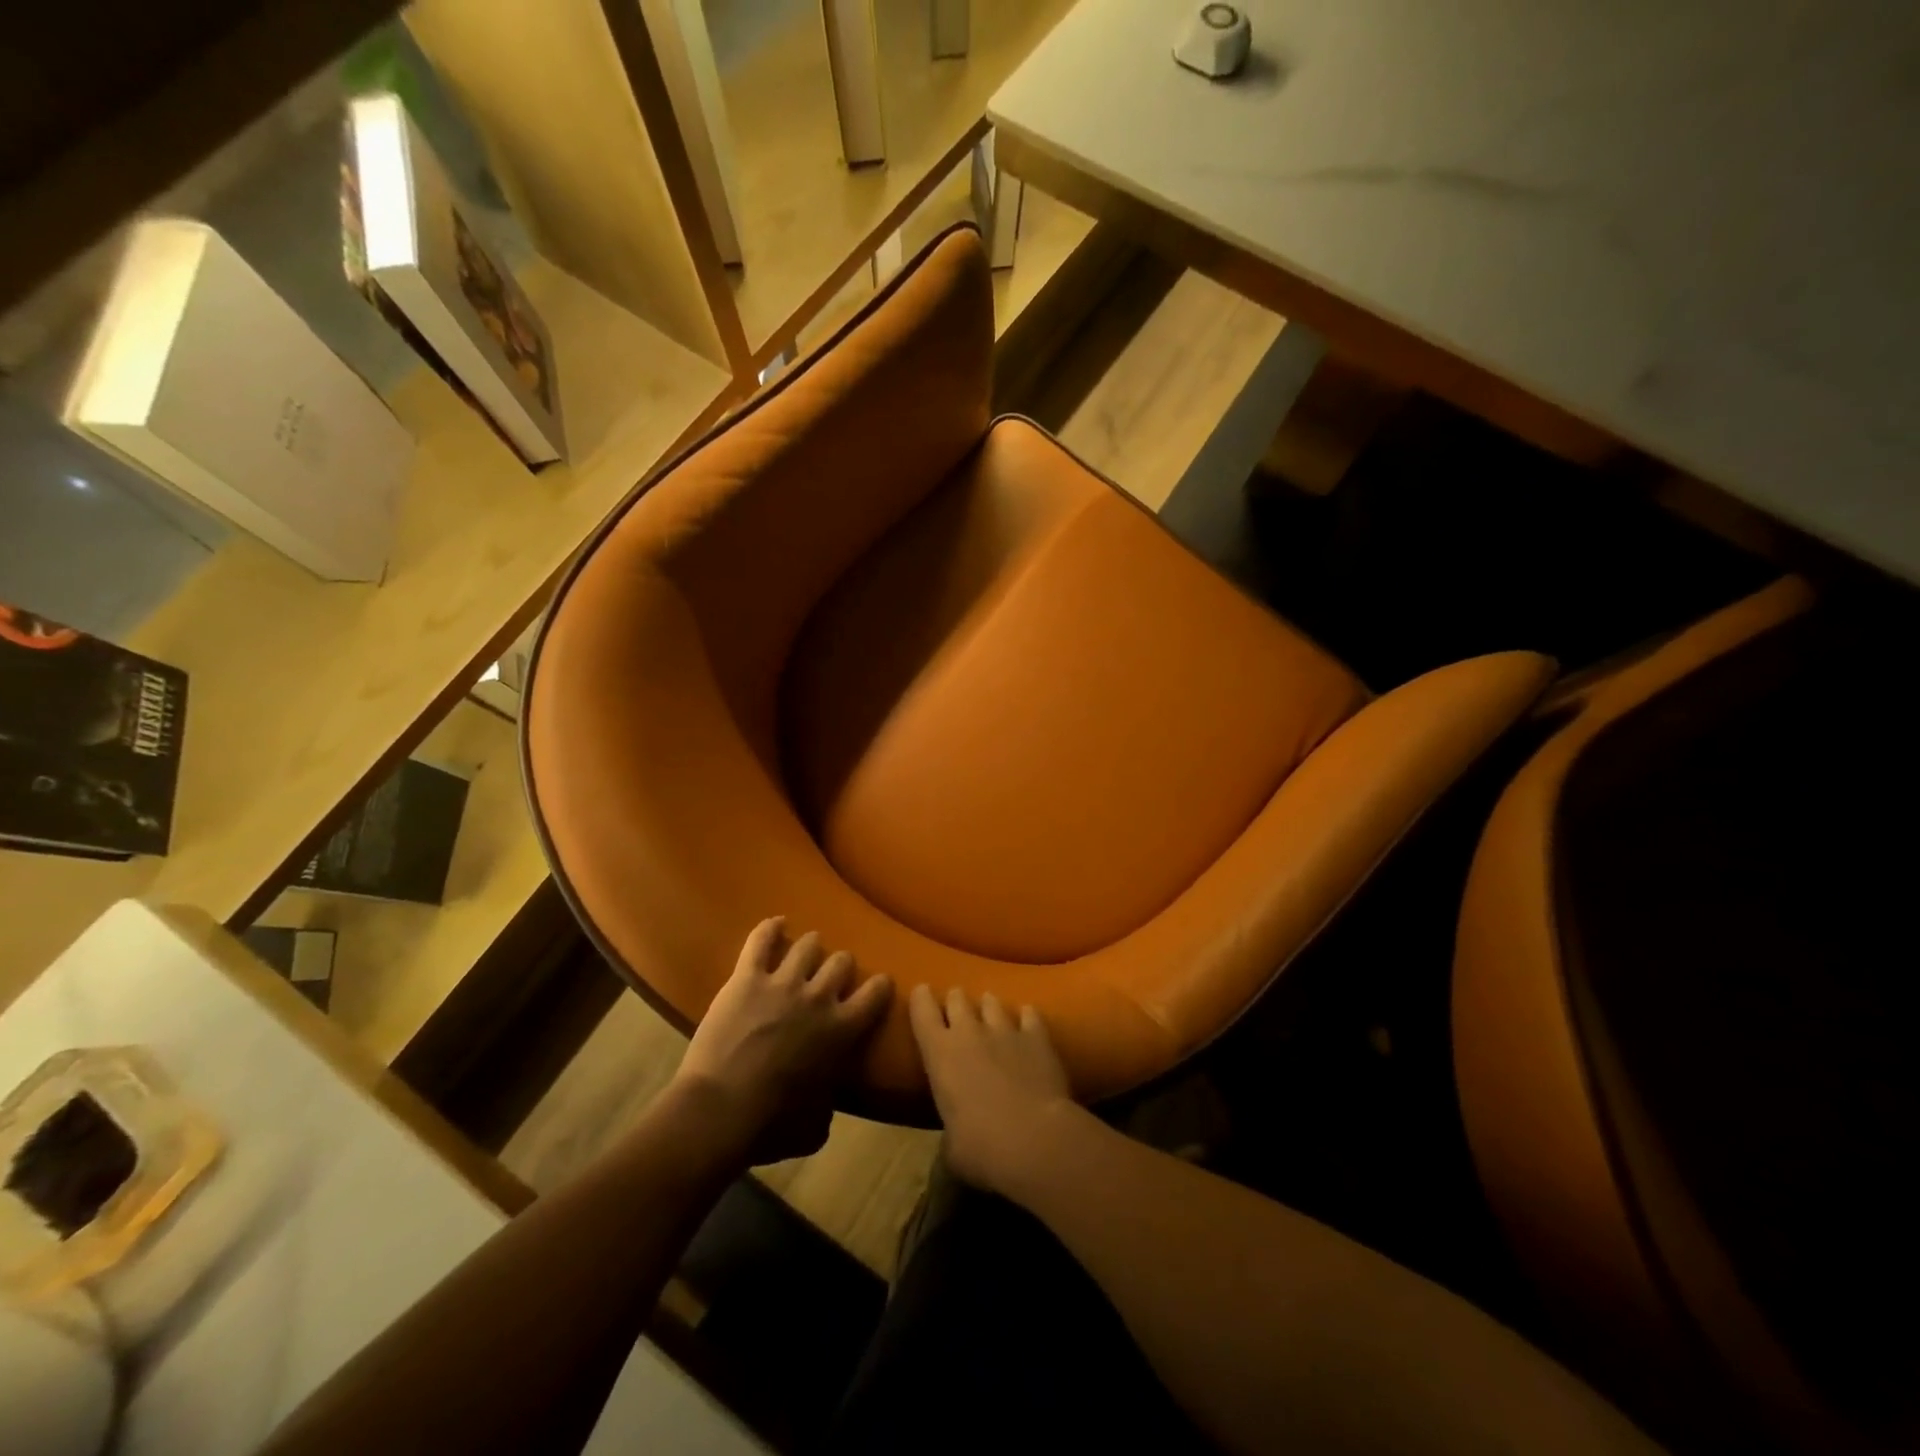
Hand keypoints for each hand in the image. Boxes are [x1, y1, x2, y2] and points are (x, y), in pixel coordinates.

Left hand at [677, 918, 892, 1163]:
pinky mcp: (747, 978)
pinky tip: (777, 924)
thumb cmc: (772, 1125)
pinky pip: (762, 940)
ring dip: (810, 947)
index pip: (876, 993)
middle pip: (841, 962)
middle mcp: (819, 997)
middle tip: (831, 975)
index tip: (878, 985)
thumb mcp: (815, 1126)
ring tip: (807, 949)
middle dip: (839, 966)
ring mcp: (783, 983)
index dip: (879, 986)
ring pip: (808, 945)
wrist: (721, 1110)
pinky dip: (770, 928)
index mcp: (842, 1030)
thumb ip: (828, 1105)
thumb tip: (826, 1101)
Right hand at [909, 985, 1074, 1194]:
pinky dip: (1026, 1016)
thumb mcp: (952, 1150)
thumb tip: (951, 1152)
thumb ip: (949, 1137)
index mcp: (939, 1053)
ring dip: (988, 1005)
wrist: (1035, 1139)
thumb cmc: (981, 1148)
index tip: (921, 991)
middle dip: (955, 1000)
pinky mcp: (1037, 1036)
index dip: (920, 998)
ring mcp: (1005, 1030)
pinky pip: (1029, 1014)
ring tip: (990, 1008)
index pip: (922, 1011)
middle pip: (958, 999)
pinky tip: (1027, 1019)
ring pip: (992, 1002)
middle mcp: (969, 1032)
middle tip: (956, 1006)